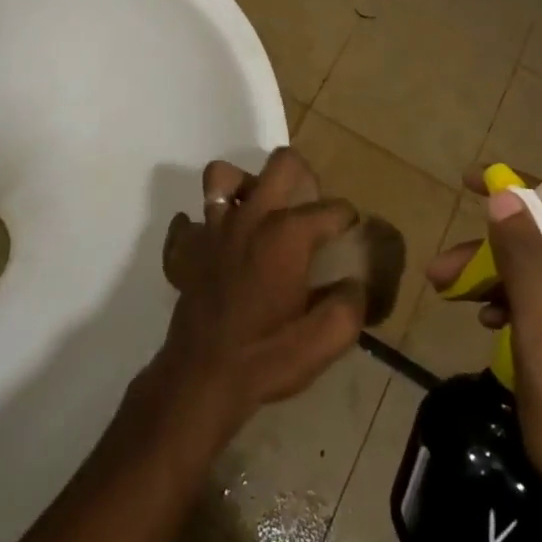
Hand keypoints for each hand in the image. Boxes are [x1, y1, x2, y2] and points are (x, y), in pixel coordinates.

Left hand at [153, 150, 366, 447]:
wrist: (202, 377)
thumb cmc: (267, 356)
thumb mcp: (324, 340)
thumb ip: (350, 306)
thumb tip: (355, 284)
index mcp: (287, 233)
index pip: (331, 208)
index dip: (348, 220)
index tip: (350, 237)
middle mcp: (250, 217)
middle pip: (281, 164)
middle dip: (303, 176)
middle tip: (308, 207)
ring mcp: (213, 228)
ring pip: (222, 177)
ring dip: (242, 186)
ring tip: (257, 211)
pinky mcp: (186, 249)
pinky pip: (186, 223)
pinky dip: (198, 228)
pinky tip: (213, 244)